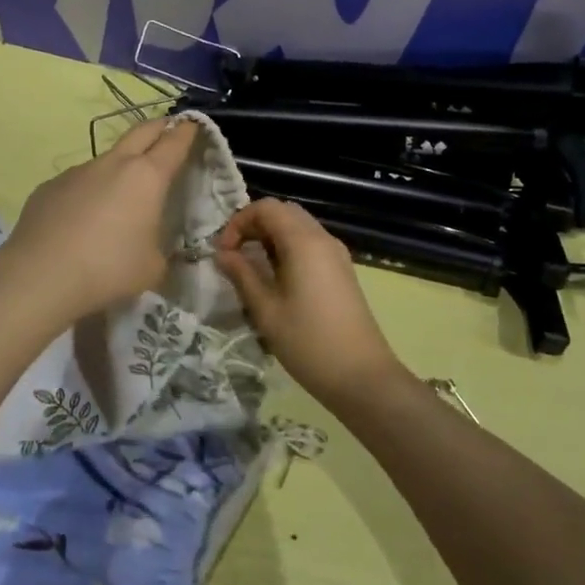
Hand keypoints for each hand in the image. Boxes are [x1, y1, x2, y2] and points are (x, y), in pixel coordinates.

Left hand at [0, 116, 201, 324]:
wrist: (41, 275)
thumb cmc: (109, 268)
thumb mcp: (152, 267)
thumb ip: (160, 249)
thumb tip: (153, 244)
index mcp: (147, 176)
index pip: (174, 142)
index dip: (187, 131)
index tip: (193, 124)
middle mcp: (113, 163)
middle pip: (141, 131)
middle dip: (159, 127)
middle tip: (168, 132)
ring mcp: (78, 171)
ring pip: (107, 158)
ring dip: (120, 165)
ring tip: (122, 193)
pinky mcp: (50, 186)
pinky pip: (79, 181)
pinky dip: (89, 190)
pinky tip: (83, 218)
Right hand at [213, 198, 403, 406]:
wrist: (362, 376)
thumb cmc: (308, 342)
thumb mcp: (266, 310)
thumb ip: (242, 275)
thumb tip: (223, 254)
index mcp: (303, 241)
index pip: (266, 207)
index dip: (239, 222)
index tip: (224, 252)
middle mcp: (322, 238)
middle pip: (284, 212)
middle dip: (254, 226)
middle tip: (235, 254)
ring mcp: (336, 254)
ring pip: (298, 227)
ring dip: (271, 237)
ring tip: (251, 267)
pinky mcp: (342, 270)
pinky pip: (310, 244)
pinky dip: (288, 248)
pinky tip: (276, 279)